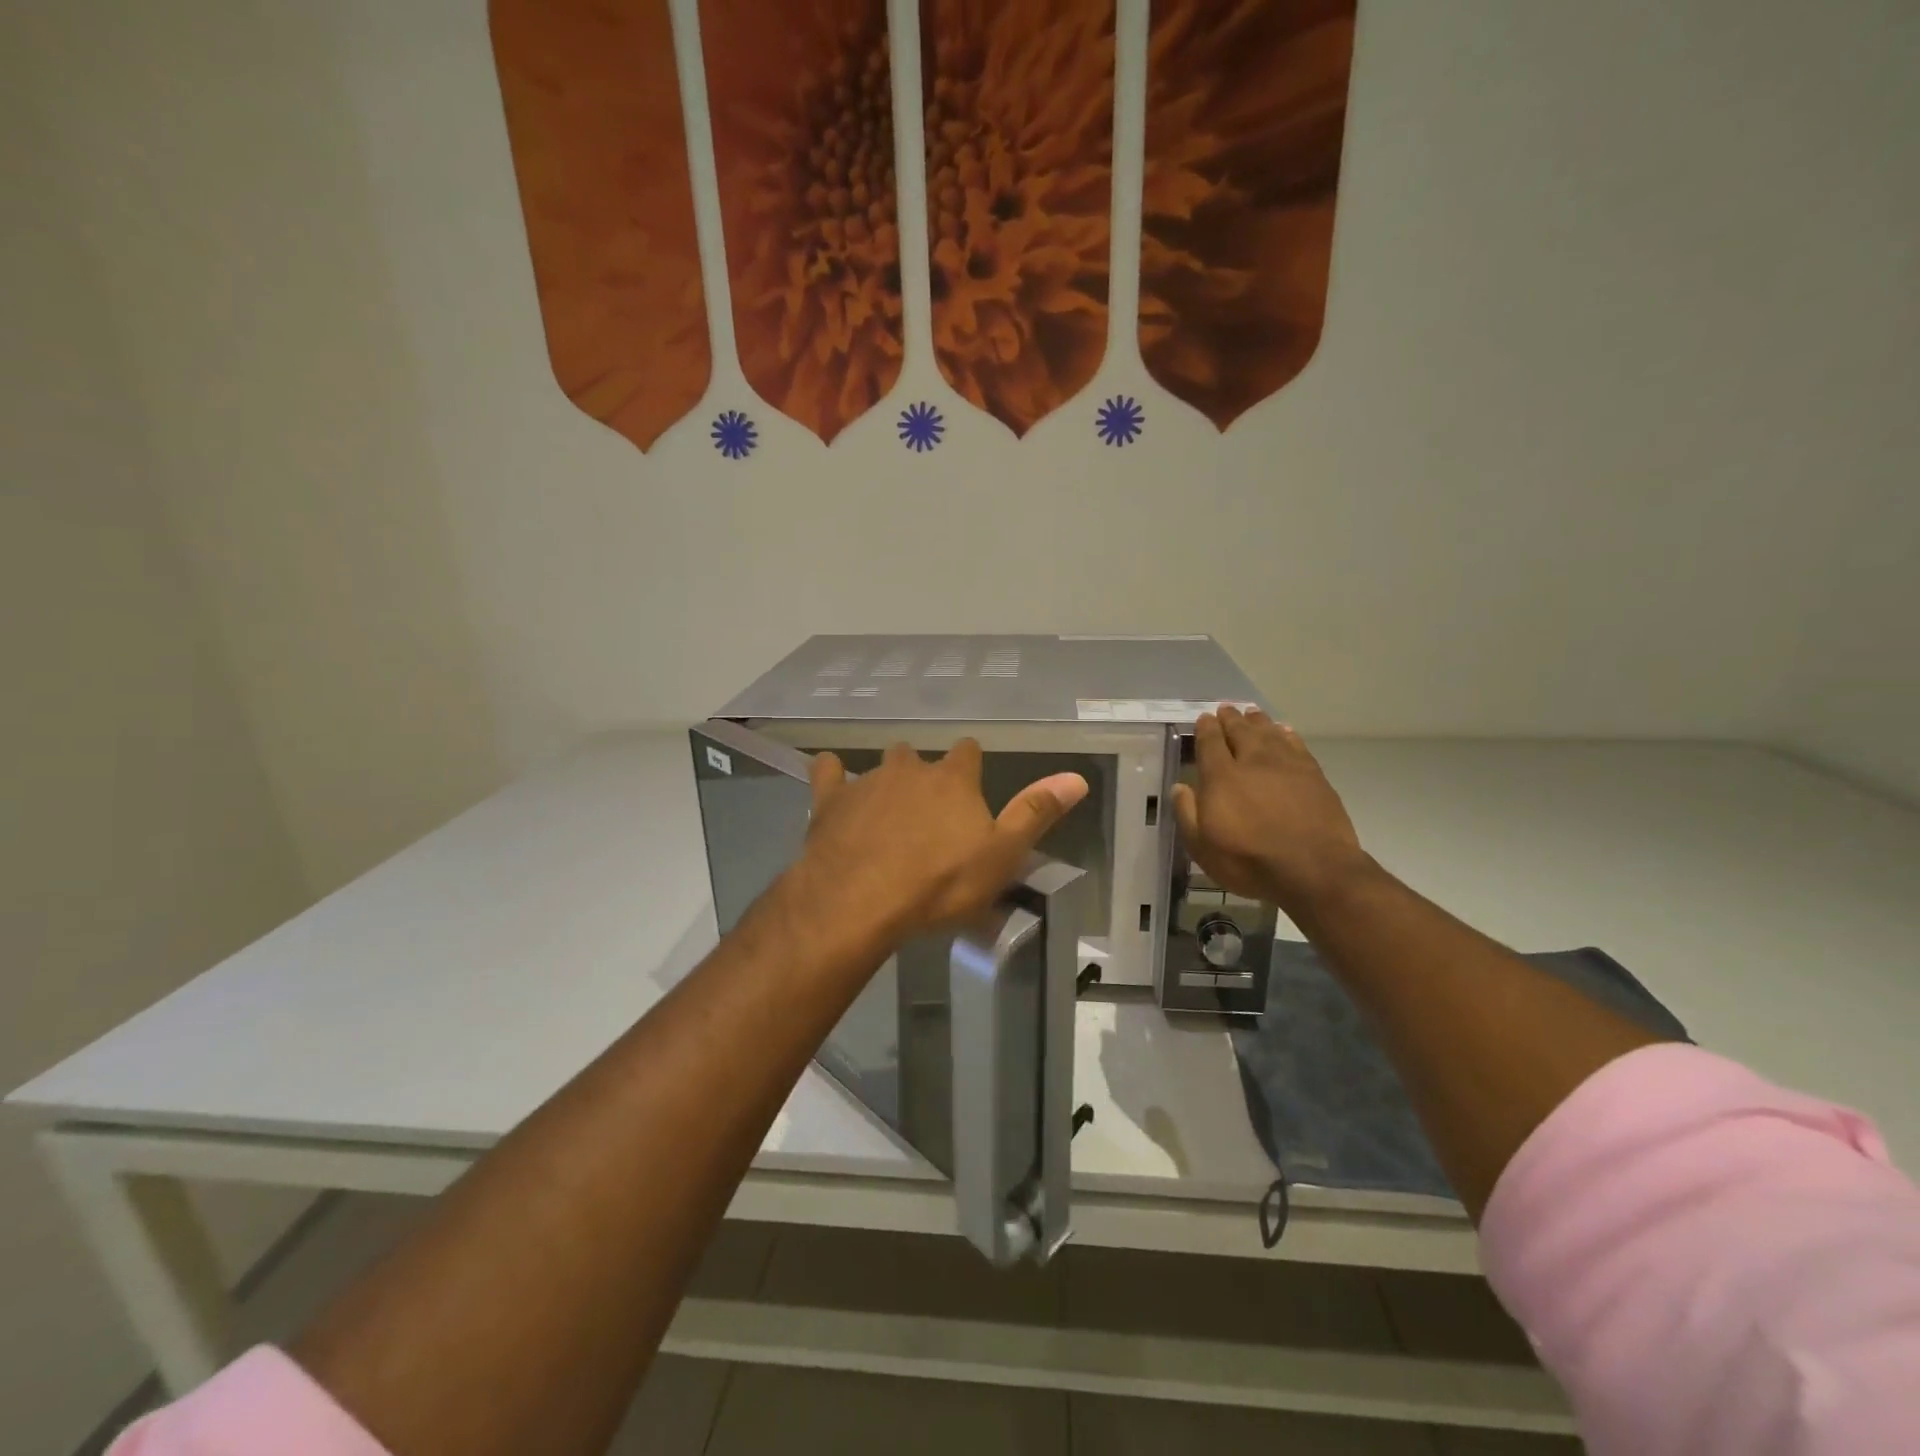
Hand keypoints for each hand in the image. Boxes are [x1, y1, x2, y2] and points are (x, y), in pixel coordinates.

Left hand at [793, 739, 1088, 951]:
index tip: (970, 786)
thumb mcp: (1001, 856)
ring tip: (886, 815)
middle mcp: (911, 768)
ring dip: (886, 784)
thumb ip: (1036, 814)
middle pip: (921, 758)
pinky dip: (832, 775)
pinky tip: (831, 784)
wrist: (860, 900)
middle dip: (925, 777)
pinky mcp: (830, 799)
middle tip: (927, 813)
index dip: (971, 766)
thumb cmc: (939, 884)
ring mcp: (867, 781)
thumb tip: (1076, 777)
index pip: (969, 753)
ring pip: (881, 768)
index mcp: (954, 780)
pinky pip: (828, 772)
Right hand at [1170, 708, 1370, 918]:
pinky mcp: (1313, 775)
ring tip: (1251, 713)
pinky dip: (1287, 734)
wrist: (1313, 868)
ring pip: (1269, 732)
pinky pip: (1296, 744)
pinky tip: (1284, 731)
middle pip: (1240, 731)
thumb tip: (1180, 787)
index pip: (1210, 742)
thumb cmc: (1249, 861)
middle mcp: (1252, 761)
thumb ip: (1187, 813)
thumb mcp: (1203, 847)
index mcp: (1221, 777)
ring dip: (1257, 721)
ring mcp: (1286, 765)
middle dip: (1231, 718)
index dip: (1206, 728)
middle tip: (1226, 709)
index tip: (1204, 718)